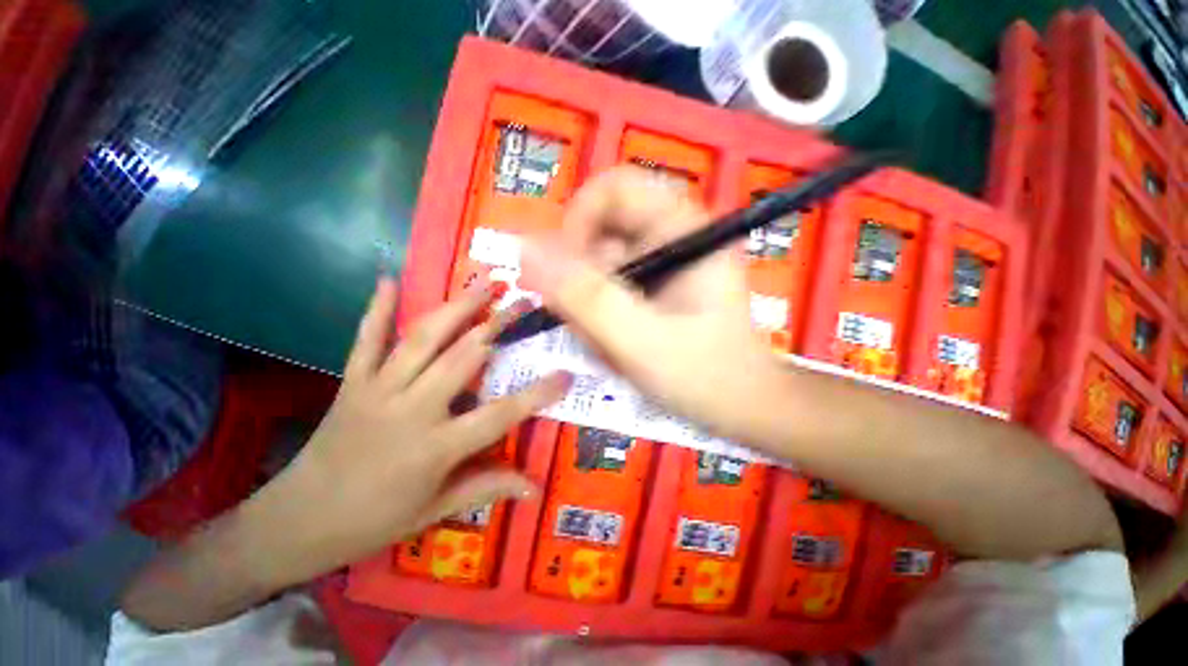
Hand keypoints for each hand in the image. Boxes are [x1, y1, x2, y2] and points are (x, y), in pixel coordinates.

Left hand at [248, 278, 569, 585]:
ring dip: (455, 308)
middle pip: (463, 359)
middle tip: (523, 302)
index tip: (566, 374)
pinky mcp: (352, 382)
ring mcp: (377, 390)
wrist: (296, 522)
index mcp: (435, 448)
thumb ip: (488, 488)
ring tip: (482, 284)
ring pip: (422, 340)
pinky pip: (365, 340)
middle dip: (498, 326)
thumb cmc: (373, 521)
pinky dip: (376, 309)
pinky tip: (387, 279)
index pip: (500, 415)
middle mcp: (411, 410)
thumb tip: (536, 488)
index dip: (537, 394)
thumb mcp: (436, 511)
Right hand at [520, 167, 786, 444]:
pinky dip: (596, 321)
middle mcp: (668, 239)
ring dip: (588, 310)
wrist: (739, 408)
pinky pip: (603, 292)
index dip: (579, 220)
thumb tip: (525, 250)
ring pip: (595, 269)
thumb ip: (585, 296)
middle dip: (580, 282)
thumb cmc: (705, 375)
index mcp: (682, 230)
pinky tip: (612, 349)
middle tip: (582, 325)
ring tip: (606, 348)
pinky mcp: (649, 291)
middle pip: (598, 233)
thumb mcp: (640, 339)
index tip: (563, 269)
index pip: (615, 189)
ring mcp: (657, 267)